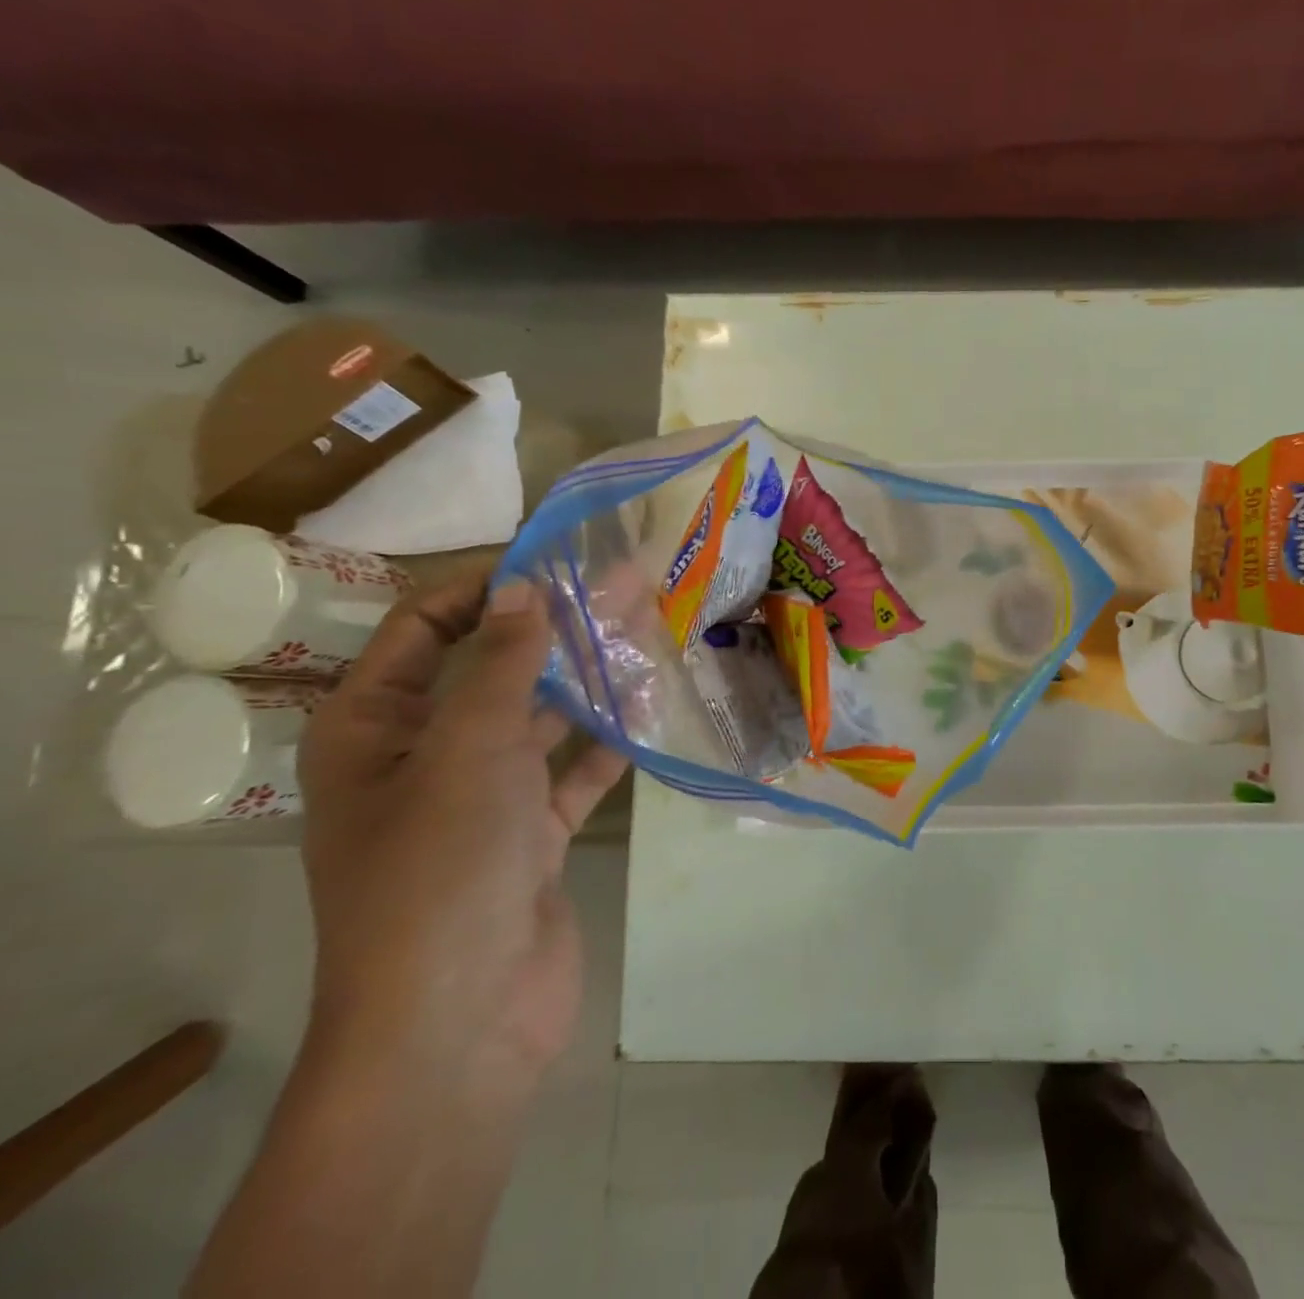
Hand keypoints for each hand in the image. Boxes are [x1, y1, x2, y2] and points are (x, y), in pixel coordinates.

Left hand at [297, 567, 627, 1088]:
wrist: (459, 1021)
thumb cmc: (440, 871)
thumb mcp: (467, 751)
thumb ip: (500, 665)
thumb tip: (524, 587)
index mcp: (374, 730)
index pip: (422, 629)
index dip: (484, 587)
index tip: (553, 559)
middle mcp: (425, 756)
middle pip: (494, 669)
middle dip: (558, 626)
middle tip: (629, 583)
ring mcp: (482, 799)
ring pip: (540, 719)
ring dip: (590, 680)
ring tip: (650, 631)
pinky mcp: (531, 837)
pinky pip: (573, 774)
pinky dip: (607, 744)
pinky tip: (651, 709)